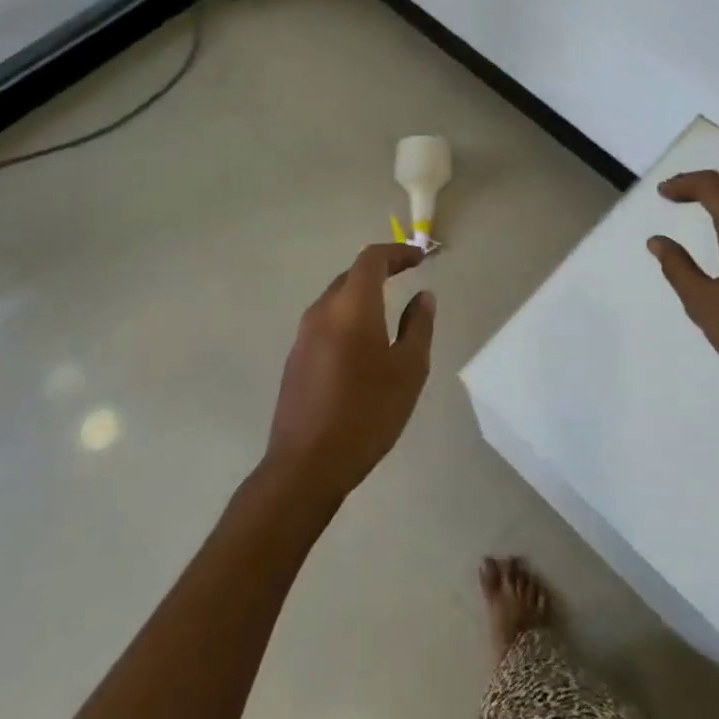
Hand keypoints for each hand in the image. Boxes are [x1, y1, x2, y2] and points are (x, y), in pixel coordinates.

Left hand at [266, 243, 435, 500]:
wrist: (307, 465)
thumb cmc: (367, 412)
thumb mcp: (408, 369)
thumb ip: (418, 326)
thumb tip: (423, 296)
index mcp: (352, 307)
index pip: (372, 260)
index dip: (397, 253)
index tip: (420, 258)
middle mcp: (322, 312)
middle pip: (351, 275)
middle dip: (381, 270)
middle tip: (408, 274)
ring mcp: (303, 336)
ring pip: (336, 299)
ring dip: (362, 294)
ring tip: (389, 306)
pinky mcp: (295, 359)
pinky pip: (326, 322)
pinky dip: (348, 316)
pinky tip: (363, 341)